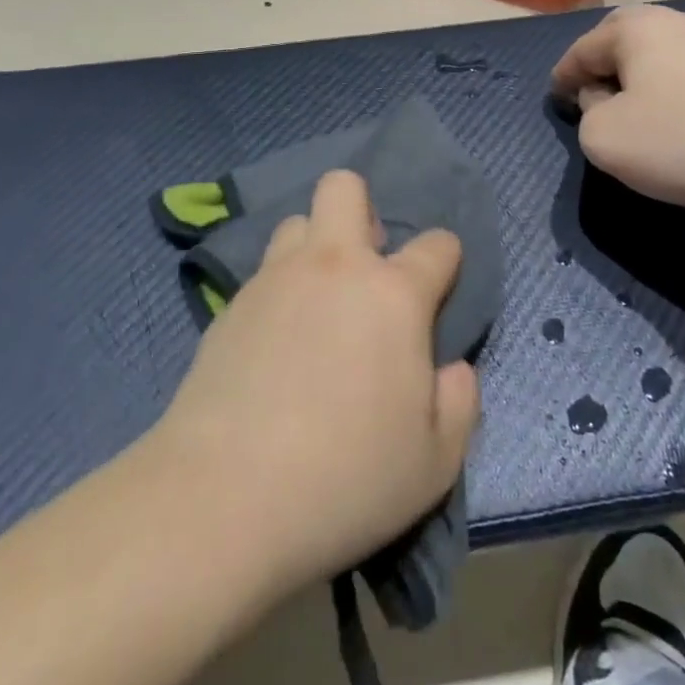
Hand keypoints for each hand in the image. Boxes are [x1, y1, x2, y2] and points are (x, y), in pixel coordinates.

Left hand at [149, 171, 479, 596]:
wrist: (224, 497)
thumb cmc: (347, 478)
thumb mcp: (436, 461)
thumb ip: (459, 402)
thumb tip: (452, 368)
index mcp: (393, 293)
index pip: (438, 245)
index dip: (446, 260)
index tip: (440, 288)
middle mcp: (335, 266)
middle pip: (345, 187)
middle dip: (361, 210)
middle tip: (365, 268)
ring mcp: (276, 278)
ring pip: (297, 222)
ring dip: (314, 247)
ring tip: (315, 301)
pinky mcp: (231, 304)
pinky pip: (263, 271)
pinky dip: (279, 289)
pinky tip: (274, 341)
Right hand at [551, 4, 684, 217]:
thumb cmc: (681, 141)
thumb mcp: (604, 137)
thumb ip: (587, 112)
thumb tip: (605, 100)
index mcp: (636, 27)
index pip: (583, 49)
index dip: (562, 76)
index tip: (554, 98)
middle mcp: (676, 22)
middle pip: (622, 39)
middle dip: (601, 65)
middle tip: (589, 96)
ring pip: (658, 55)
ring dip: (637, 78)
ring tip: (630, 112)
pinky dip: (669, 90)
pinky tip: (674, 120)